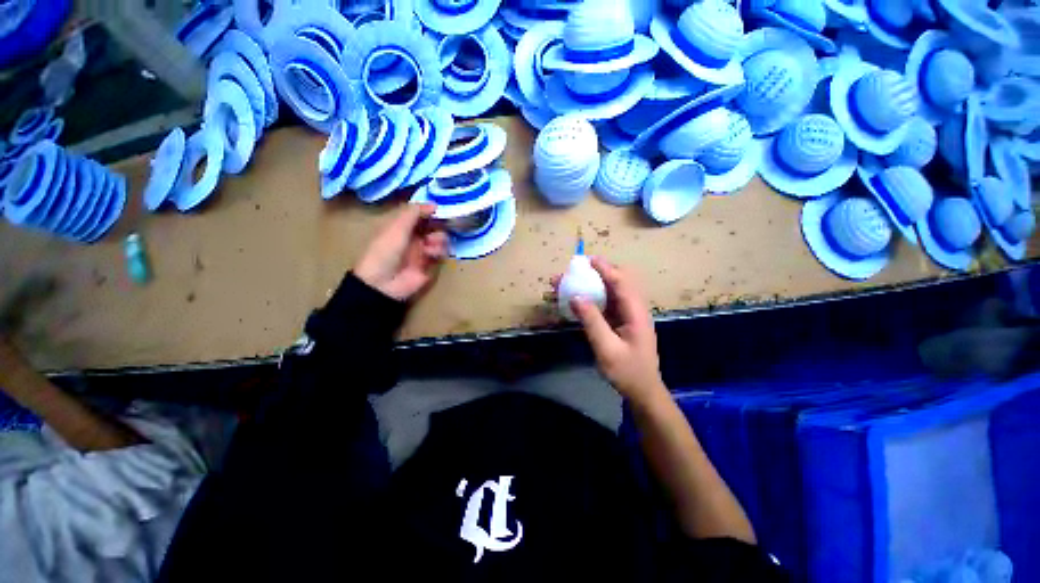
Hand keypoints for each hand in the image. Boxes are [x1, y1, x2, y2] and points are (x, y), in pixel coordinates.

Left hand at [355, 204, 447, 300]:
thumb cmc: (386, 250)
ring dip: (439, 239)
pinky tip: (432, 254)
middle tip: (437, 227)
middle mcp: (413, 237)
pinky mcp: (430, 264)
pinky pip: (441, 253)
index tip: (439, 209)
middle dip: (437, 226)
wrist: (384, 282)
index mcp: (401, 226)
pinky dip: (439, 251)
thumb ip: (414, 213)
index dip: (429, 211)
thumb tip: (434, 204)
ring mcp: (422, 251)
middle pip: (432, 226)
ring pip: (439, 239)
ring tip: (432, 245)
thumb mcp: (396, 227)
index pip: (419, 215)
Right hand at [560, 257, 665, 403]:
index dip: (605, 268)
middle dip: (595, 274)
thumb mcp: (607, 349)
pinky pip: (605, 305)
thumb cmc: (628, 372)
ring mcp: (627, 316)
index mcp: (636, 313)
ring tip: (567, 285)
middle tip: (573, 273)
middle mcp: (633, 309)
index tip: (587, 259)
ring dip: (590, 286)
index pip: (621, 283)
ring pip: (609, 293)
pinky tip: (576, 301)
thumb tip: (575, 296)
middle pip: (616, 283)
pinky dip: (590, 299)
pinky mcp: (621, 322)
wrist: (643, 391)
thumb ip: (592, 322)